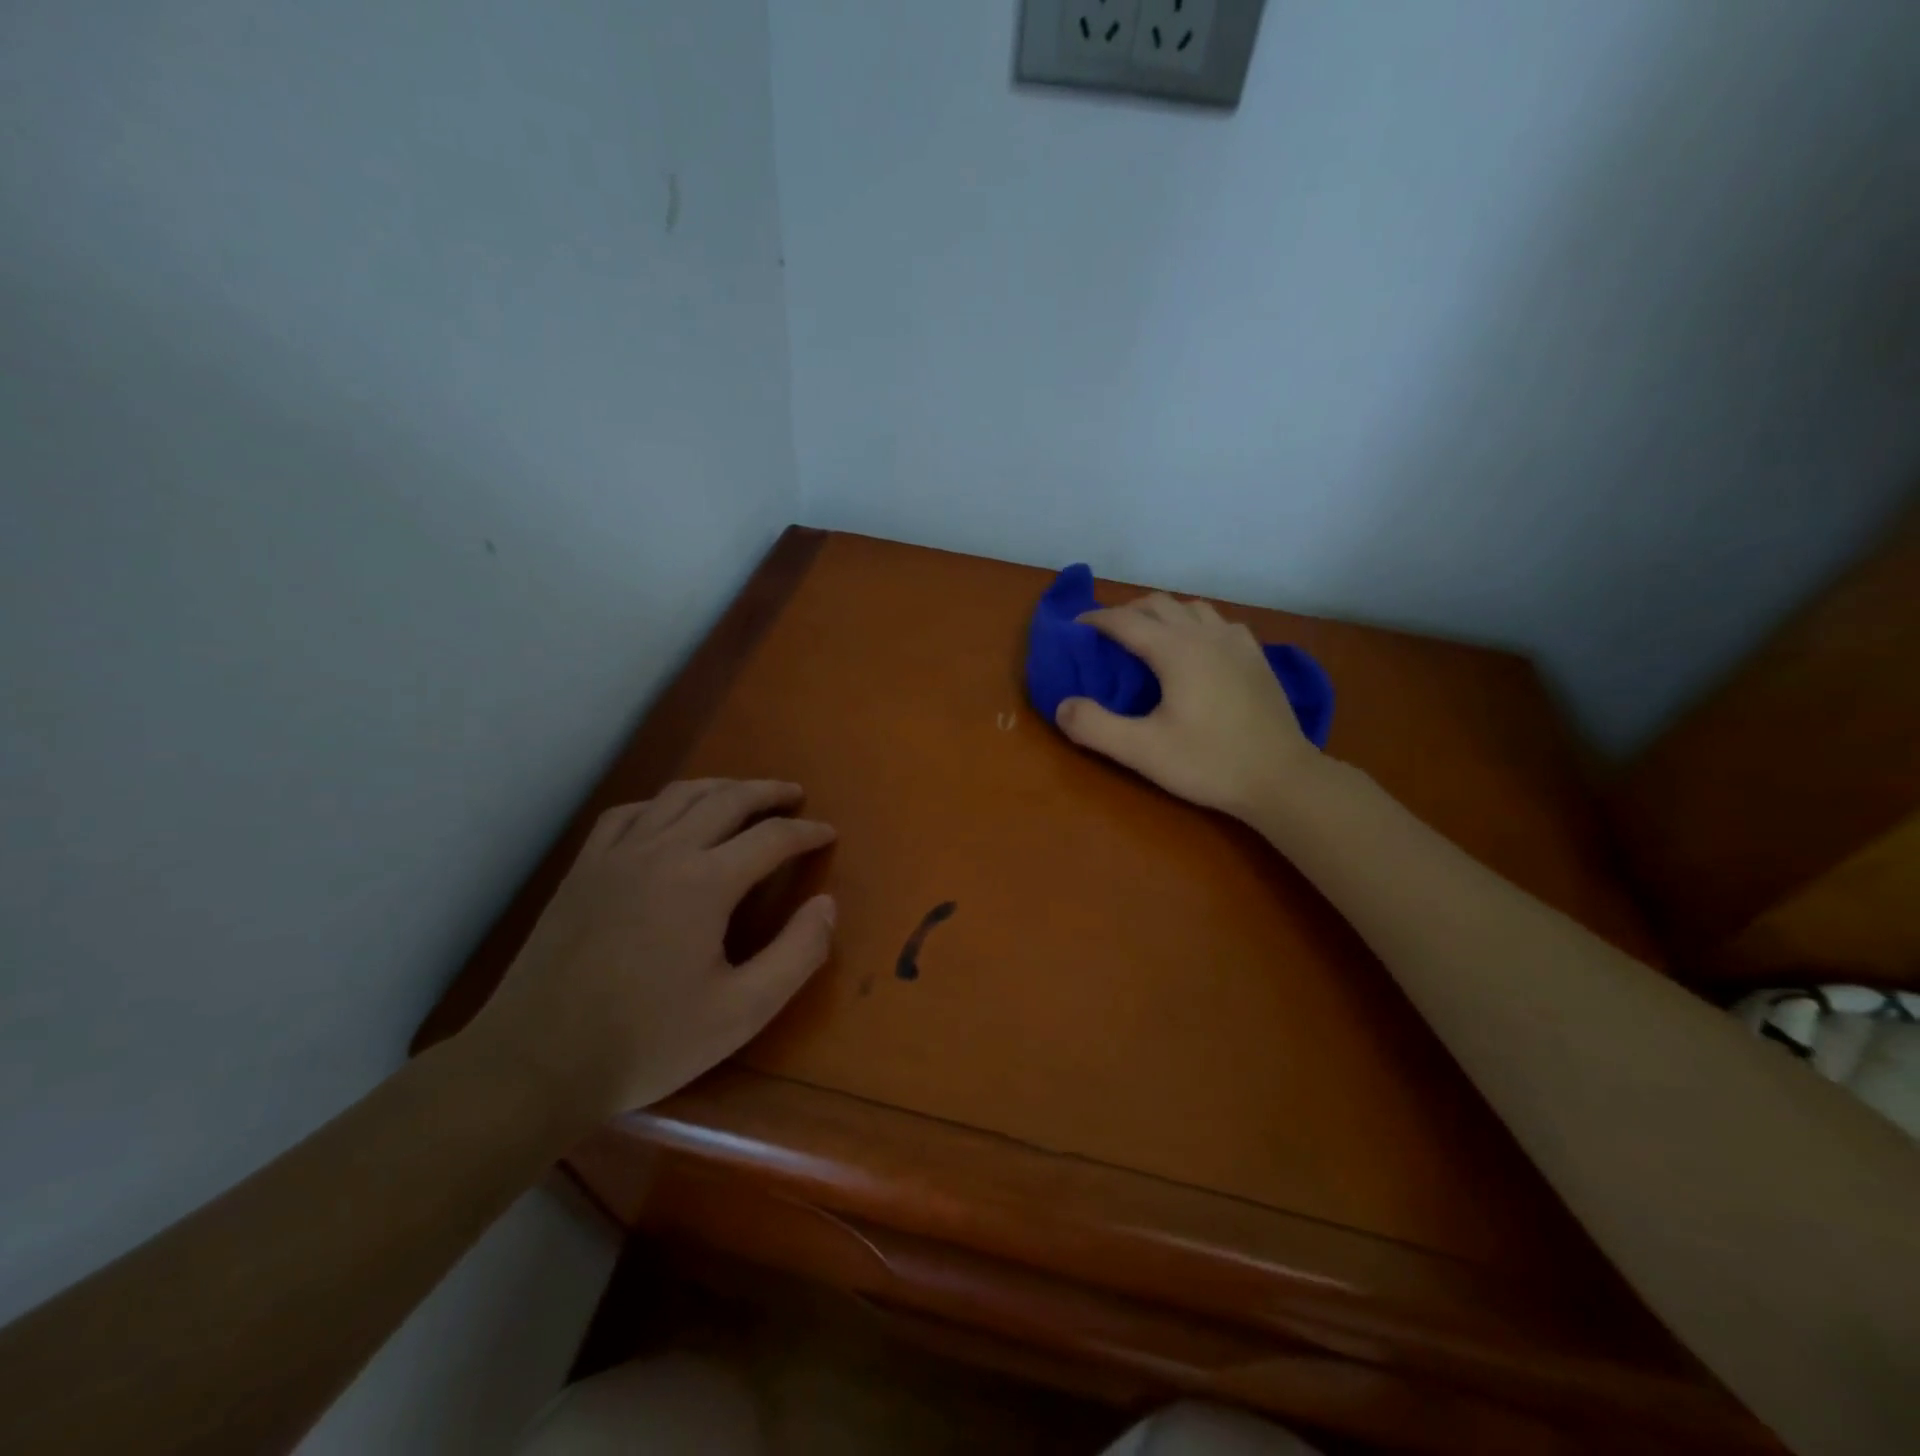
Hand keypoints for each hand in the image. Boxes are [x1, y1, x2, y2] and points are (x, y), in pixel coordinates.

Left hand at [459, 779, 836, 1124]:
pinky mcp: (583, 869)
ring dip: (720, 787)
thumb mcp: (742, 1012)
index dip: (807, 834)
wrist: (535, 1064)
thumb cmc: (647, 1042)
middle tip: (795, 796)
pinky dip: (661, 803)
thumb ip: (797, 954)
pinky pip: (628, 814)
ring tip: (744, 794)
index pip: (771, 838)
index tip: (829, 834)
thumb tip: (827, 904)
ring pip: (677, 796)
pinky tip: (668, 816)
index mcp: (704, 882)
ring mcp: (616, 855)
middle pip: (727, 799)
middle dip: (768, 792)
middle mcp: (662, 851)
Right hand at [1056, 594, 1320, 818]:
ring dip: (1163, 614)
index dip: (1096, 620)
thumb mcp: (1142, 751)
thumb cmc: (1208, 763)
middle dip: (1127, 611)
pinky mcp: (1257, 658)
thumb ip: (1094, 727)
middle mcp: (1206, 635)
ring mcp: (1237, 643)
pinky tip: (1197, 649)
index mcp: (1176, 650)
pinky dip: (1196, 625)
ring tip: (1148, 637)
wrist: (1281, 778)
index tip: (1075, 628)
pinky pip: (1220, 624)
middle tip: (1106, 635)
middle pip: (1159, 604)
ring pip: (1192, 608)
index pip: (1126, 620)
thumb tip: (1062, 706)